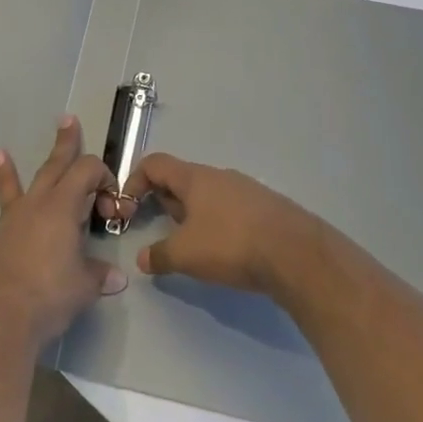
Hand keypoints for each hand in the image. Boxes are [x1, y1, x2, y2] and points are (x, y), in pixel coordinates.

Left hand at [0, 117, 127, 351]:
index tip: (112, 203)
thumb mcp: (86, 286)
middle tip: (67, 120)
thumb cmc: (51, 295)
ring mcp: (6, 228)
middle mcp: (33, 208)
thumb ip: (100, 276)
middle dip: (63, 145)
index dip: (103, 178)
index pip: (86, 172)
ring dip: (5, 173)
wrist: (2, 322)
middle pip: (52, 168)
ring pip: (9, 193)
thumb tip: (117, 278)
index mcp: (61, 207)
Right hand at [122, 153, 324, 297]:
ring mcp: (245, 189)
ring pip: (207, 195)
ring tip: (191, 244)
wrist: (294, 252)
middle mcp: (219, 176)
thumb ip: (160, 255)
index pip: (155, 163)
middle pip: (181, 179)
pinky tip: (224, 249)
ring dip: (192, 214)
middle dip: (164, 201)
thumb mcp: (186, 254)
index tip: (128, 208)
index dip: (135, 180)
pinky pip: (230, 207)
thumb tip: (143, 258)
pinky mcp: (264, 207)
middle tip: (158, 229)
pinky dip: (217, 222)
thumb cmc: (231, 244)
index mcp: (194, 178)